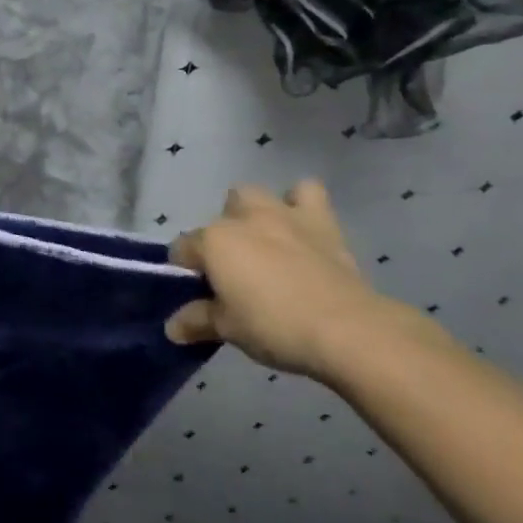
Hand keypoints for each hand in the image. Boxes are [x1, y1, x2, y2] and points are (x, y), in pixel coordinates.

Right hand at [165, 180, 432, 381]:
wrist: (348, 330)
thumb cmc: (276, 327)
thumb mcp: (228, 329)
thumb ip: (197, 321)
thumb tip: (174, 328)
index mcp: (213, 242)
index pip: (182, 250)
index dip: (186, 272)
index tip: (198, 295)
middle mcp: (242, 219)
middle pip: (218, 218)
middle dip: (221, 237)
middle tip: (233, 271)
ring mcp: (282, 215)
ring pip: (254, 195)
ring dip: (253, 213)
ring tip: (264, 242)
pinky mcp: (321, 221)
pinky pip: (307, 193)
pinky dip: (300, 203)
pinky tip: (301, 227)